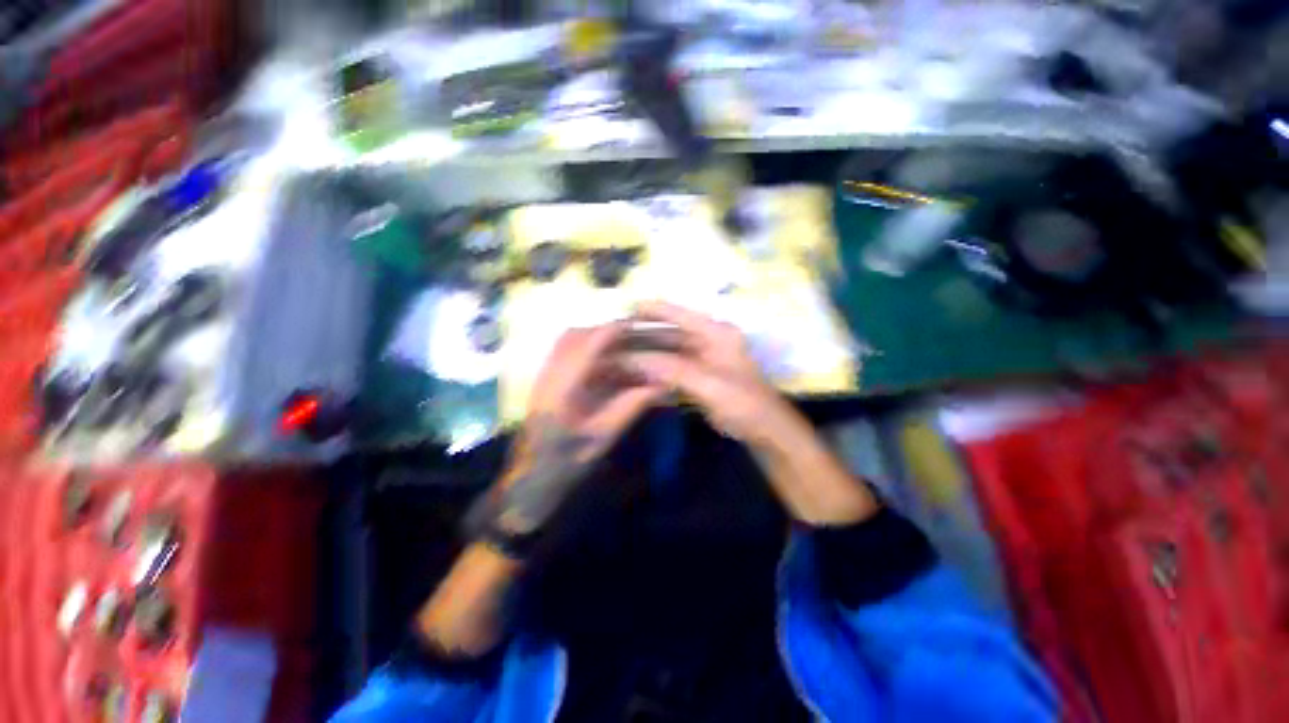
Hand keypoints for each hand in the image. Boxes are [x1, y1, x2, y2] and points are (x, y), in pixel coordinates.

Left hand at [487, 322, 664, 536]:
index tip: (640, 327)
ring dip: (594, 339)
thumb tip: (661, 385)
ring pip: (568, 342)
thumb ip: (630, 406)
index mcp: (564, 386)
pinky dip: (586, 352)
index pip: (590, 343)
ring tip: (620, 348)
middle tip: (633, 338)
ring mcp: (544, 376)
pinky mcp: (544, 382)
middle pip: (576, 335)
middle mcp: (550, 374)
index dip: (616, 330)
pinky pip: (564, 354)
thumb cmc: (566, 461)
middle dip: (605, 331)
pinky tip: (604, 366)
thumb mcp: (603, 436)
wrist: (530, 479)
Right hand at [625, 301, 876, 523]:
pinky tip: (635, 379)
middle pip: (668, 334)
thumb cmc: (745, 402)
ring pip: (667, 354)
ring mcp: (702, 361)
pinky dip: (654, 375)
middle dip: (642, 338)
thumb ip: (671, 369)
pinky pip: (670, 372)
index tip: (623, 311)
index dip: (652, 310)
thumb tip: (632, 359)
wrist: (767, 432)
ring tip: (617, 360)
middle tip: (613, 342)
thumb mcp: (709, 384)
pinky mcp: (698, 379)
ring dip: (645, 358)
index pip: (678, 313)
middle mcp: (707, 341)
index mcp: (715, 332)